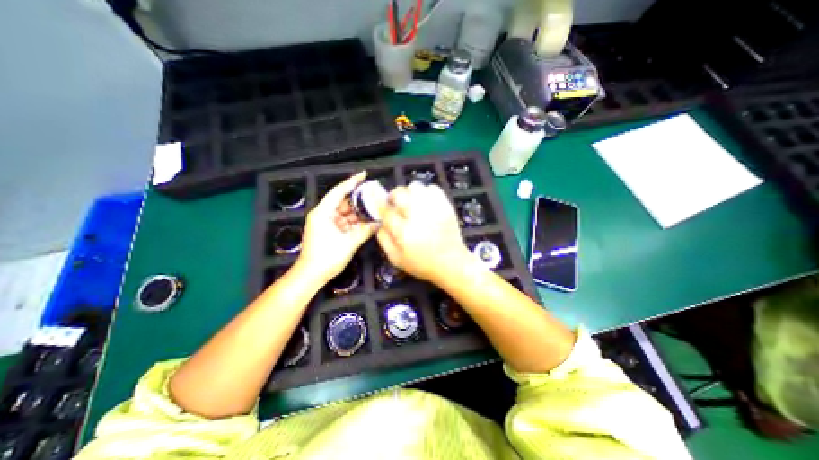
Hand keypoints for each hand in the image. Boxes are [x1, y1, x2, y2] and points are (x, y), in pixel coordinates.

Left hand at [298, 171, 376, 281]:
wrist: (311, 275)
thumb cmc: (327, 258)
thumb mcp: (349, 243)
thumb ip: (365, 231)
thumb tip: (380, 222)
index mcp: (323, 213)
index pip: (339, 191)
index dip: (352, 182)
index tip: (364, 174)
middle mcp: (323, 214)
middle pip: (344, 202)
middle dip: (359, 200)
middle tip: (375, 197)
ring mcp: (326, 223)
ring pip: (346, 213)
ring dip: (359, 213)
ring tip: (375, 209)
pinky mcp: (329, 231)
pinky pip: (345, 222)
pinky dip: (355, 222)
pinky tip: (367, 222)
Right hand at [376, 181, 473, 280]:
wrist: (451, 262)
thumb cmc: (422, 264)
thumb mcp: (396, 259)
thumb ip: (383, 239)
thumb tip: (379, 223)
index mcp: (404, 232)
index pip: (387, 211)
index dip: (380, 205)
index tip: (379, 204)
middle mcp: (418, 217)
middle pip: (400, 194)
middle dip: (393, 197)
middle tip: (394, 203)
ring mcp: (434, 209)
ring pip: (415, 187)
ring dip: (408, 193)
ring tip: (410, 202)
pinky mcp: (446, 206)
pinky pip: (432, 188)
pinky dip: (425, 192)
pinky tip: (424, 203)